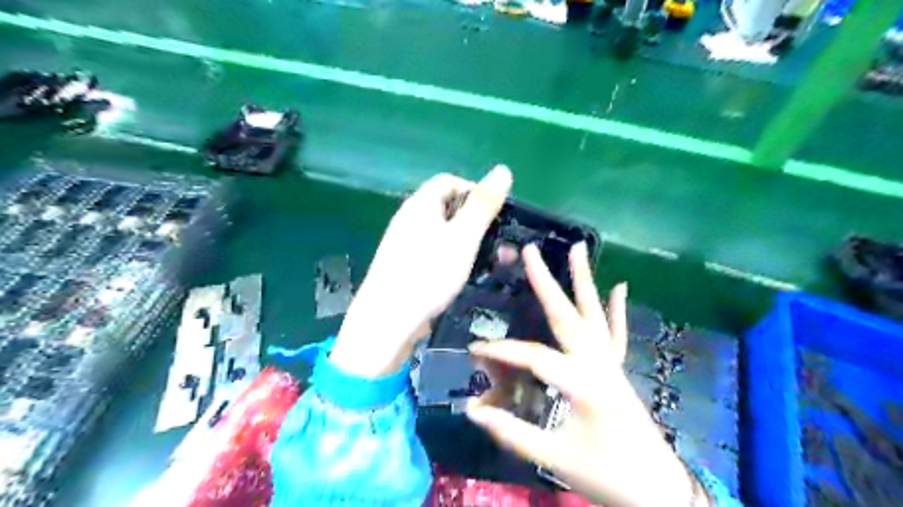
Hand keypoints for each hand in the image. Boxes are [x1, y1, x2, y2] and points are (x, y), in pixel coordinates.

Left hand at [331, 169, 514, 378]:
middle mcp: (410, 219)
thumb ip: (483, 205)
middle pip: (448, 208)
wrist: (388, 319)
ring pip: (445, 233)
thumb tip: (503, 170)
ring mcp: (407, 244)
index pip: (450, 181)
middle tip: (501, 244)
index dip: (475, 191)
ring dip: (471, 243)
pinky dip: (456, 258)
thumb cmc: (428, 273)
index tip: (496, 214)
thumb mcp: (463, 237)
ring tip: (494, 263)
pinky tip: (468, 275)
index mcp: (420, 204)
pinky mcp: (407, 266)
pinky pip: (437, 253)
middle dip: (478, 222)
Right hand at [461, 244, 699, 504]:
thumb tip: (472, 411)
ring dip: (584, 280)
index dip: (501, 352)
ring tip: (578, 248)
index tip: (474, 350)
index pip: (533, 358)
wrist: (659, 490)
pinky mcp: (618, 370)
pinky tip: (620, 287)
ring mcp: (611, 363)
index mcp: (582, 384)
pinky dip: (616, 309)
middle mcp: (598, 364)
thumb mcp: (555, 458)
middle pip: (567, 316)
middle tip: (531, 251)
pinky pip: (616, 334)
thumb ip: (513, 432)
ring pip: (594, 315)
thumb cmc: (606, 475)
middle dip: (546, 282)